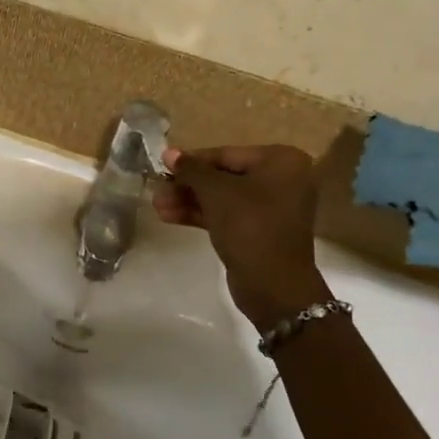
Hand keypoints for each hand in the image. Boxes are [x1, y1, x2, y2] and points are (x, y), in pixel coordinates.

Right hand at [154, 144, 332, 329]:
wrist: (274, 286)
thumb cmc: (249, 226)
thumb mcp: (215, 192)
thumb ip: (191, 170)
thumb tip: (168, 153)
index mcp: (280, 161)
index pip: (226, 154)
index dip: (191, 161)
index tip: (162, 165)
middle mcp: (281, 180)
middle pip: (223, 176)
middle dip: (187, 185)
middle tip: (157, 190)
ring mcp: (271, 207)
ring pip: (222, 197)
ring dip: (189, 201)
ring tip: (157, 206)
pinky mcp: (259, 231)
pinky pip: (227, 215)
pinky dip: (201, 214)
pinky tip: (170, 216)